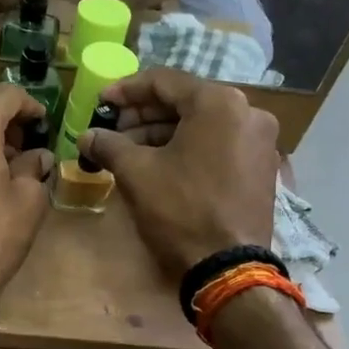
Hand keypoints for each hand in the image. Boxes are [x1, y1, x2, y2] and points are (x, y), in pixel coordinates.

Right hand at [80, 68, 277, 274]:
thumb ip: (109, 145)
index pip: (164, 81)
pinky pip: (218, 144)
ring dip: (163, 133)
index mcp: (220, 103)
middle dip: (144, 115)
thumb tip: (86, 136)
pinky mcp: (262, 168)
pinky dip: (188, 148)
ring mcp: (260, 141)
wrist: (228, 266)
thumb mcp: (136, 173)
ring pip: (202, 124)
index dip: (126, 90)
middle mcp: (248, 112)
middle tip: (112, 129)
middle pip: (186, 102)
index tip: (100, 102)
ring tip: (128, 150)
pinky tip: (159, 164)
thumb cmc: (181, 210)